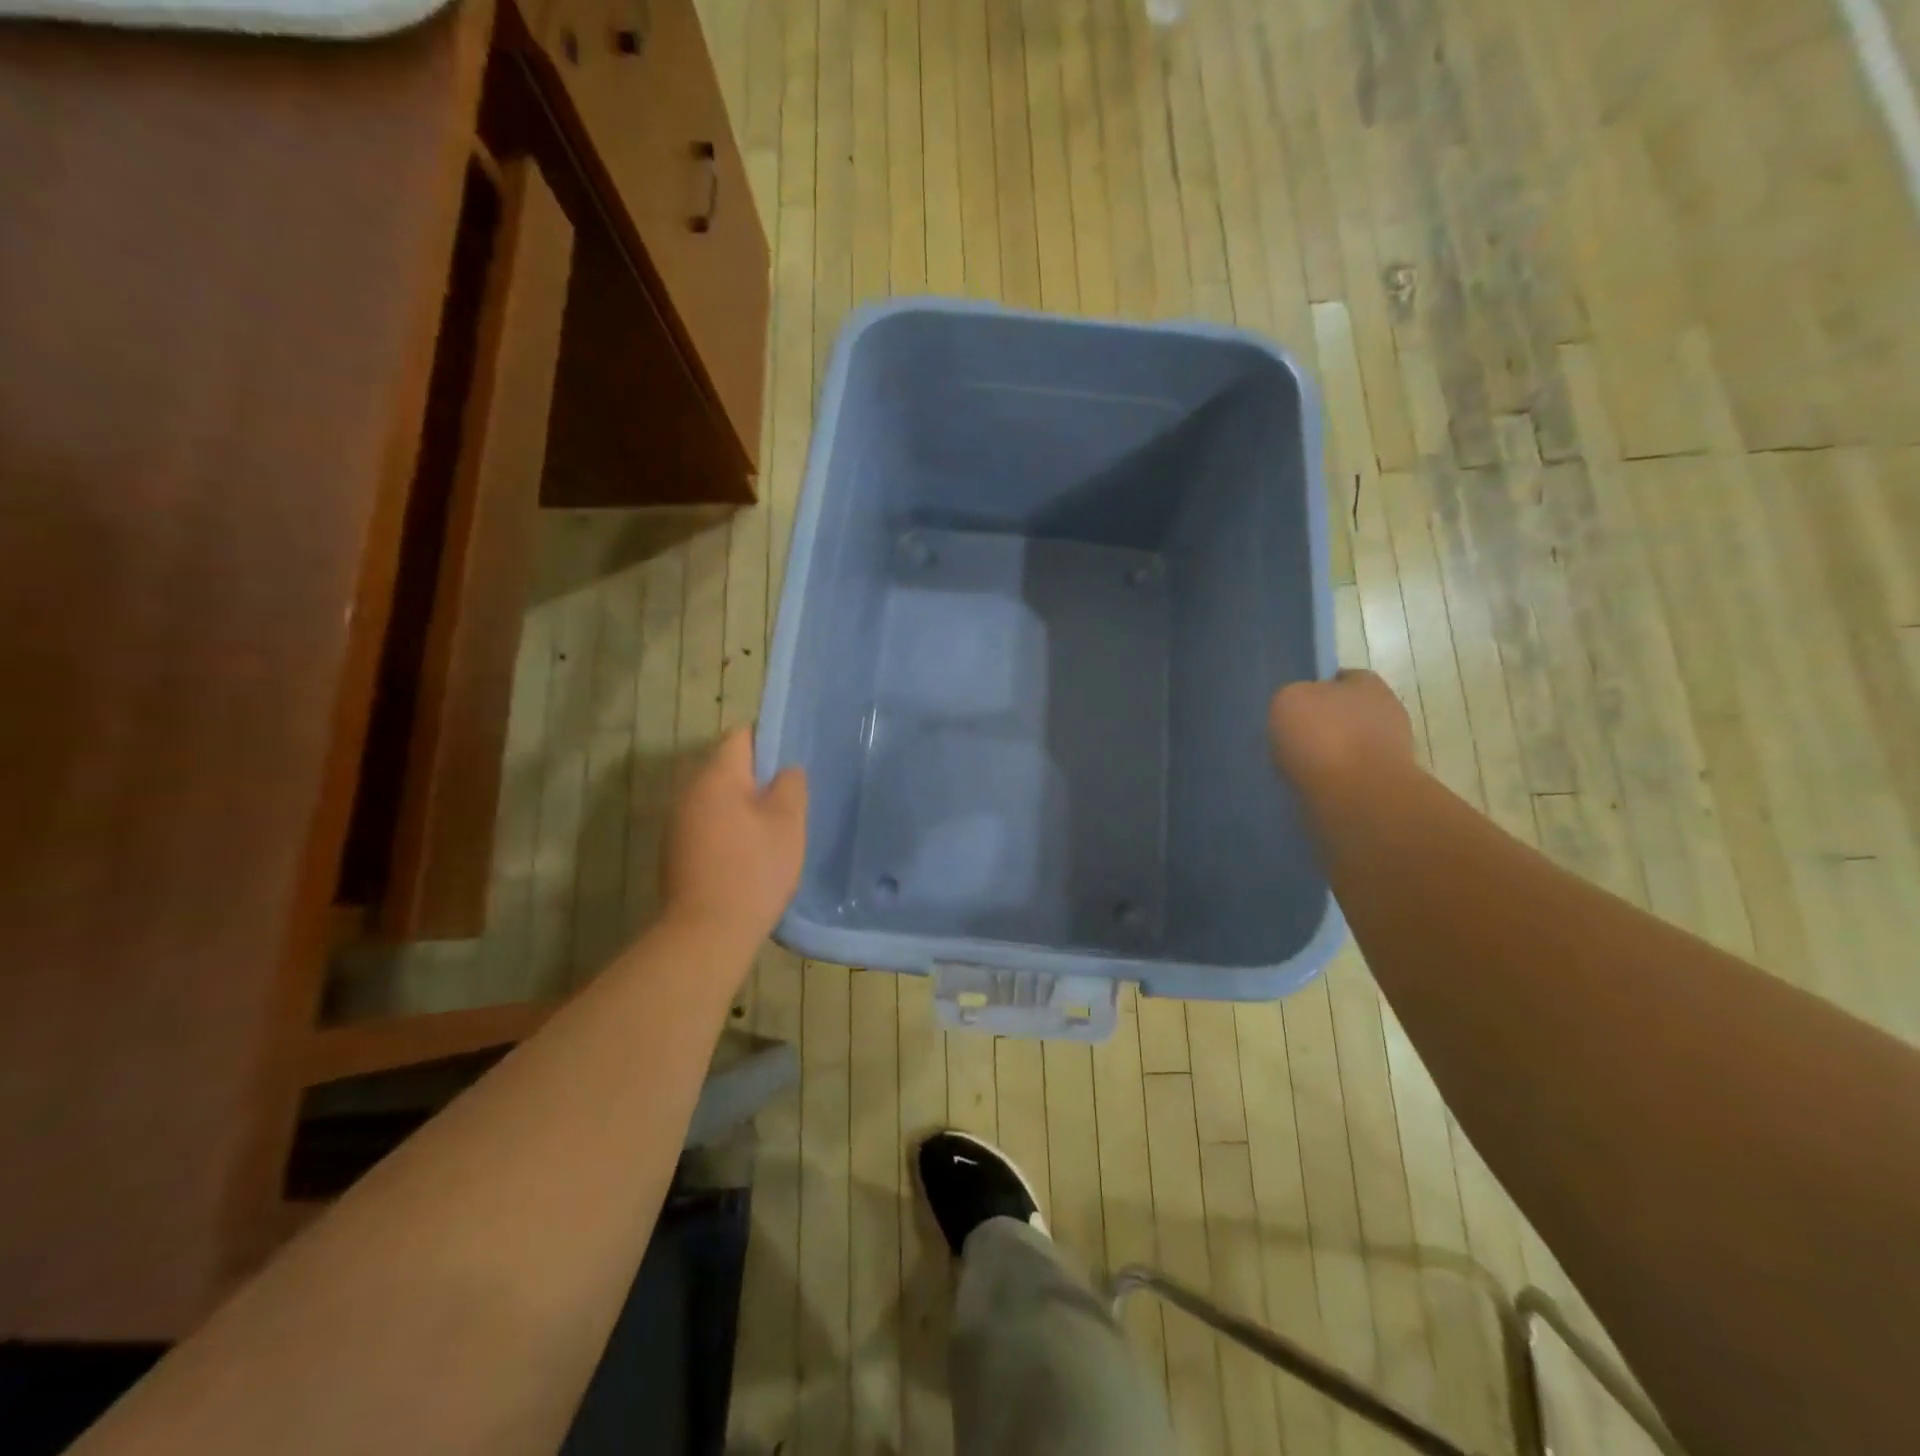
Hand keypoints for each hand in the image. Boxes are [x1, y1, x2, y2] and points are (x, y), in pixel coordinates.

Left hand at [662, 729, 806, 947]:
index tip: (790, 765)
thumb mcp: (788, 823)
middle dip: (758, 780)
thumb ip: (791, 786)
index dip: (769, 742)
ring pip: (717, 800)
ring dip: (743, 808)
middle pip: (727, 769)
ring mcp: (677, 824)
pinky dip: (728, 832)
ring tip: (773, 831)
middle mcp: (688, 792)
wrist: (707, 932)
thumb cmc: (754, 869)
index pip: (741, 736)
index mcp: (716, 776)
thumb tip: (785, 772)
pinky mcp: (676, 853)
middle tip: (789, 802)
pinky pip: (707, 826)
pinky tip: (749, 857)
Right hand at [1268, 670, 1416, 789]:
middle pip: (1346, 713)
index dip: (1314, 689)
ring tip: (1297, 769)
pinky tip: (1311, 788)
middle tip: (1292, 740)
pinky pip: (1350, 778)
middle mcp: (1386, 711)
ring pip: (1349, 747)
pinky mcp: (1386, 786)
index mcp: (1367, 683)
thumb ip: (1293, 697)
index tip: (1292, 708)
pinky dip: (1332, 782)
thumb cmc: (1324, 736)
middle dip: (1323, 725)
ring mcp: (1391, 751)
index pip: (1340, 678)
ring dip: (1327, 756)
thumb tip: (1298, 710)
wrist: (1358, 798)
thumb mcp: (1288, 699)